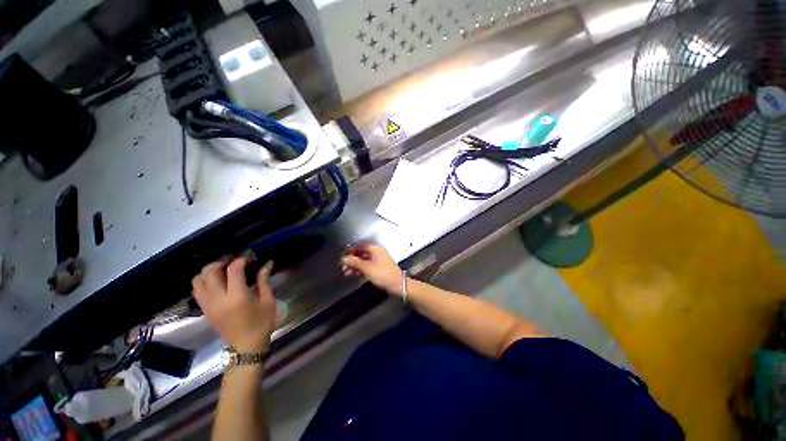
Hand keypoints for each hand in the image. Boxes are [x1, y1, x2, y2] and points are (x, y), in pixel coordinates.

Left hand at [192, 258, 275, 352]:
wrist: (246, 346)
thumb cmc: (262, 323)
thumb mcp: (267, 300)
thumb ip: (264, 280)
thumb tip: (267, 263)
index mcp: (237, 297)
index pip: (233, 271)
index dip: (240, 260)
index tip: (249, 256)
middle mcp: (218, 300)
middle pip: (210, 273)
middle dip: (221, 262)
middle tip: (233, 260)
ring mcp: (208, 306)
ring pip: (198, 281)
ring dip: (208, 271)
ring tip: (222, 269)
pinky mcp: (205, 311)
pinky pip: (197, 291)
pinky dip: (203, 281)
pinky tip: (216, 281)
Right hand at [342, 244, 404, 296]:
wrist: (397, 284)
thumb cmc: (383, 274)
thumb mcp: (366, 267)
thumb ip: (354, 262)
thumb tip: (344, 258)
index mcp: (375, 249)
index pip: (360, 246)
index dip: (351, 251)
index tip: (343, 256)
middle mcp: (377, 253)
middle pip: (361, 254)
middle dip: (352, 260)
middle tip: (343, 266)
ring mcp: (378, 261)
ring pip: (364, 261)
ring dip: (355, 266)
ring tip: (346, 272)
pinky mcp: (379, 268)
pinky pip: (367, 266)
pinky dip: (360, 269)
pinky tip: (354, 274)